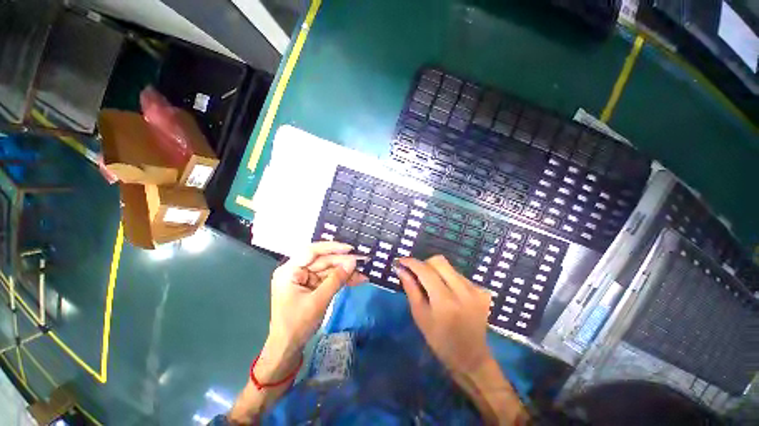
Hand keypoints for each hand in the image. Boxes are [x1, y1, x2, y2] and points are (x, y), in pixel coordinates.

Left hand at [267, 241, 365, 356]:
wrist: (287, 349)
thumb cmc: (297, 325)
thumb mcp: (318, 301)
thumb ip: (336, 279)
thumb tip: (353, 262)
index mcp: (289, 271)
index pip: (312, 252)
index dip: (332, 248)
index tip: (350, 249)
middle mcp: (296, 271)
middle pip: (323, 261)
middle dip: (343, 263)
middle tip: (362, 262)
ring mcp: (305, 278)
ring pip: (328, 270)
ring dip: (345, 273)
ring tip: (363, 275)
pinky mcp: (312, 286)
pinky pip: (329, 279)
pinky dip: (342, 280)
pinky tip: (356, 280)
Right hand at [395, 256, 492, 373]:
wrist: (471, 357)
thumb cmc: (440, 341)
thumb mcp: (420, 316)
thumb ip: (410, 289)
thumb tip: (400, 269)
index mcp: (445, 302)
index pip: (426, 271)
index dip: (411, 263)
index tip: (400, 261)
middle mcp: (464, 291)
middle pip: (439, 261)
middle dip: (424, 264)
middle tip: (416, 275)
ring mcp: (476, 290)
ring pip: (449, 267)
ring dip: (436, 272)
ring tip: (432, 287)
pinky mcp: (482, 291)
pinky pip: (459, 275)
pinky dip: (448, 279)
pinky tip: (447, 293)